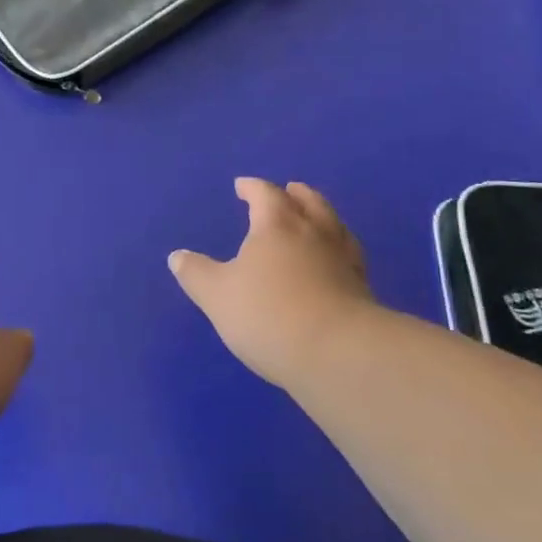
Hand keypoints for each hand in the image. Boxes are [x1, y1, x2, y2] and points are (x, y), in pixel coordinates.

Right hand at [168, 178, 376, 387]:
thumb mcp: (217, 295)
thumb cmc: (269, 314)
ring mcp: (344, 262)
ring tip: (316, 218)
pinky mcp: (363, 291)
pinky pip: (350, 257)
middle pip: (309, 203)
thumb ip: (196, 273)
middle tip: (290, 190)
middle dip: (296, 194)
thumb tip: (178, 256)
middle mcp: (314, 234)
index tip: (242, 186)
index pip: (265, 194)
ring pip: (335, 227)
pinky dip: (340, 250)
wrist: (339, 355)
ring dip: (323, 216)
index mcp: (277, 225)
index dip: (252, 188)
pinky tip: (335, 262)